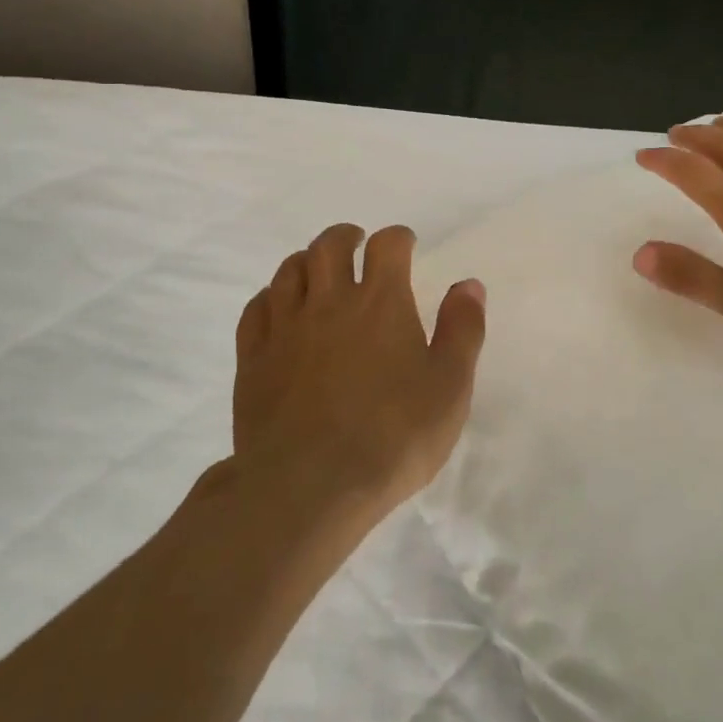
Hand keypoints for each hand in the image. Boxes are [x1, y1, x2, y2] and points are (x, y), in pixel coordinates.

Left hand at [232, 223, 486, 526]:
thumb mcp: (449, 387)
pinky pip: (257, 308)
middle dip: (346, 237)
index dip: (398, 238)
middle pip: (330, 245)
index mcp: (381, 302)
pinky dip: (270, 297)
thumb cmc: (392, 436)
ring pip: (290, 270)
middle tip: (357, 244)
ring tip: (318, 270)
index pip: (388, 245)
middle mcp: (330, 301)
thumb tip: (468, 285)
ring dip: (307, 261)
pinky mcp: (254, 357)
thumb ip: (462, 330)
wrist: (308, 485)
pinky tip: (278, 307)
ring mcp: (285, 327)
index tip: (405, 245)